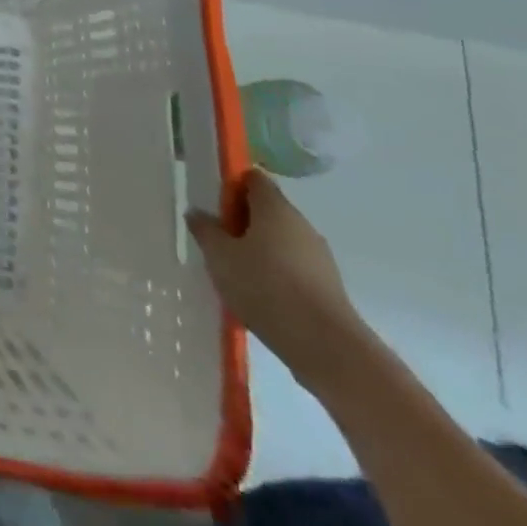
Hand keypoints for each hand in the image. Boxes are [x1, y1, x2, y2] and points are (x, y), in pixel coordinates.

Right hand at [187, 168, 367, 388]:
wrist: (327, 347)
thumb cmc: (265, 287)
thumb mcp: (220, 256)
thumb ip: (205, 230)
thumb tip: (198, 214)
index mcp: (275, 208)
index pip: (253, 178)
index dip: (231, 187)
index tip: (215, 209)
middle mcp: (301, 224)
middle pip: (267, 210)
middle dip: (242, 222)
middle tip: (219, 243)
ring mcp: (319, 257)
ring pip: (281, 241)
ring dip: (258, 250)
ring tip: (236, 275)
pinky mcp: (328, 287)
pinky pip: (294, 268)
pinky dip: (276, 274)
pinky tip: (260, 297)